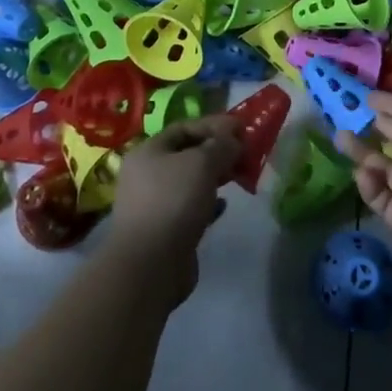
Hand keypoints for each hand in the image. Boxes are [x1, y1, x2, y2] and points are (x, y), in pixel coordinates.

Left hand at [109, 116, 240, 301]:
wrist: (150, 265)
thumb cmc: (174, 202)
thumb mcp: (203, 163)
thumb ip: (222, 145)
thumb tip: (234, 140)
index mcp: (149, 151)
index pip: (184, 127)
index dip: (214, 125)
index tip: (241, 128)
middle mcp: (147, 174)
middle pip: (187, 154)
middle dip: (217, 151)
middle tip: (245, 153)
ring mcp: (155, 203)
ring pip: (190, 181)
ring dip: (215, 177)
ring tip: (239, 176)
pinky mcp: (165, 229)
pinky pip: (191, 208)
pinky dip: (209, 203)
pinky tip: (223, 205)